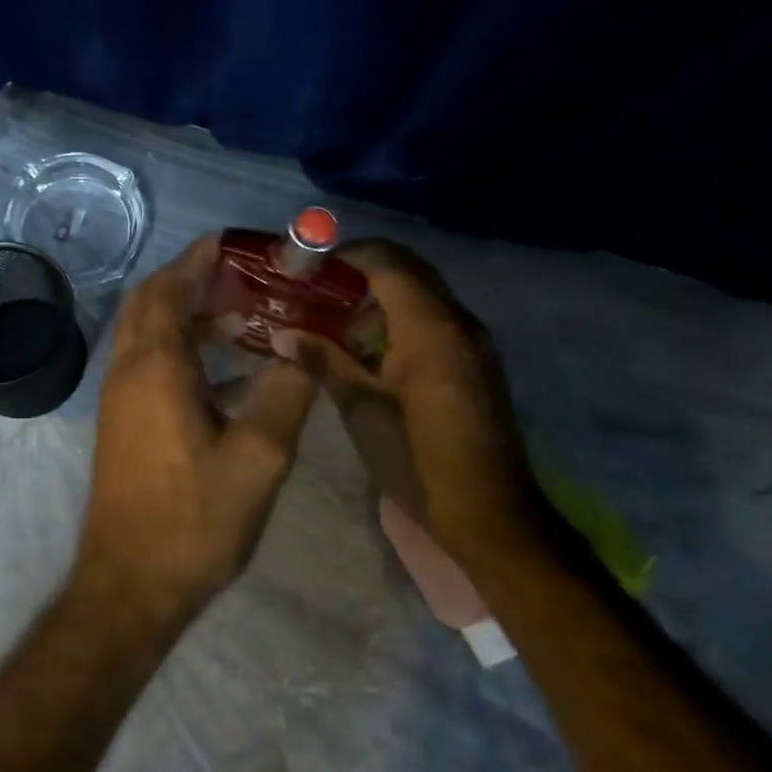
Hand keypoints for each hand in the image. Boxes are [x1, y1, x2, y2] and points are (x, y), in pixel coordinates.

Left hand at [78, 236, 317, 622]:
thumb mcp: (258, 458)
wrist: (129, 584)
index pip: (170, 287)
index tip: (236, 242)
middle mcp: (127, 370)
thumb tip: (304, 348)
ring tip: (244, 318)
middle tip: (245, 277)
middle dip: (192, 279)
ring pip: (147, 333)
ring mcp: (119, 398)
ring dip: (187, 315)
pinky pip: (149, 364)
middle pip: (151, 301)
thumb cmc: (193, 521)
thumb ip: (285, 394)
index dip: (200, 258)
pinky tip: (228, 374)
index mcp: (155, 366)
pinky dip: (182, 350)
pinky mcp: (122, 423)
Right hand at [274, 240, 540, 544]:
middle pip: (408, 271)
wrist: (489, 515)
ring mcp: (472, 342)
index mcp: (430, 328)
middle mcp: (457, 322)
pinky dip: (400, 323)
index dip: (346, 256)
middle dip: (361, 273)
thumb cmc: (418, 461)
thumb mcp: (362, 410)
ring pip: (422, 296)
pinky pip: (435, 322)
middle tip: (315, 292)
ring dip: (379, 300)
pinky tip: (369, 354)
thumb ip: (325, 362)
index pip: (387, 262)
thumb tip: (283, 333)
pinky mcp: (475, 364)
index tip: (307, 266)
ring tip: (335, 327)